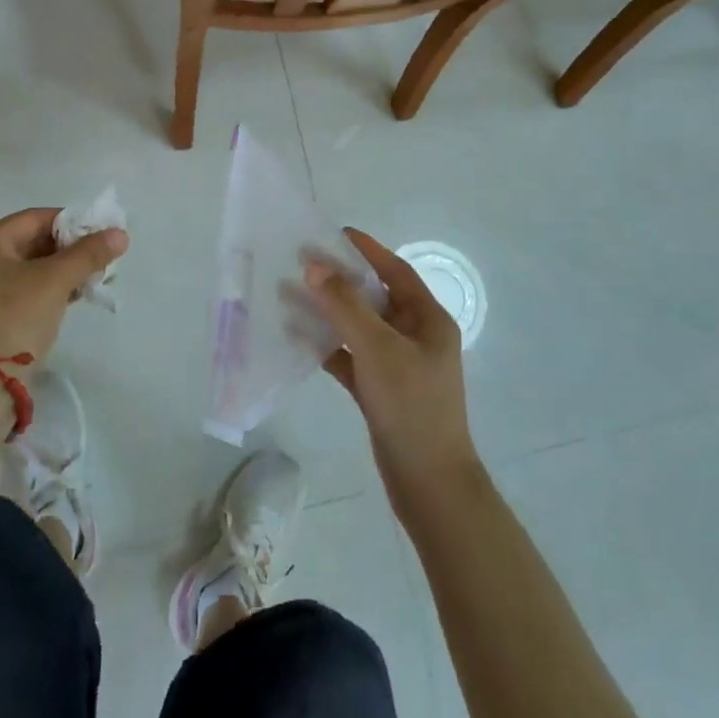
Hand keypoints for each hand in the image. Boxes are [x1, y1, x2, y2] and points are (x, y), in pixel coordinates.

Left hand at [0, 209, 127, 362]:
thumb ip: (88, 254)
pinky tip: (75, 295)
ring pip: (31, 266)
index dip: (72, 223)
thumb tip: (120, 234)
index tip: (101, 235)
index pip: (36, 218)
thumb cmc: (15, 319)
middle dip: (70, 249)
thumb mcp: (55, 282)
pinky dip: (49, 287)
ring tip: (93, 278)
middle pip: (33, 241)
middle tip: (101, 259)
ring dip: (63, 269)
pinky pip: (24, 286)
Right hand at [306, 229, 480, 509]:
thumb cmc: (411, 406)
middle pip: (373, 296)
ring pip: (358, 326)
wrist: (429, 484)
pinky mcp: (381, 389)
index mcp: (428, 319)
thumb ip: (345, 305)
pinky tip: (296, 337)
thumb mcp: (378, 349)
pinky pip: (350, 356)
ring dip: (327, 311)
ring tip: (289, 294)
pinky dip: (327, 345)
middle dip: (338, 279)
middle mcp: (415, 336)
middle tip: (300, 262)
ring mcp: (398, 364)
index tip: (332, 233)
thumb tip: (314, 265)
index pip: (395, 271)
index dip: (366, 249)